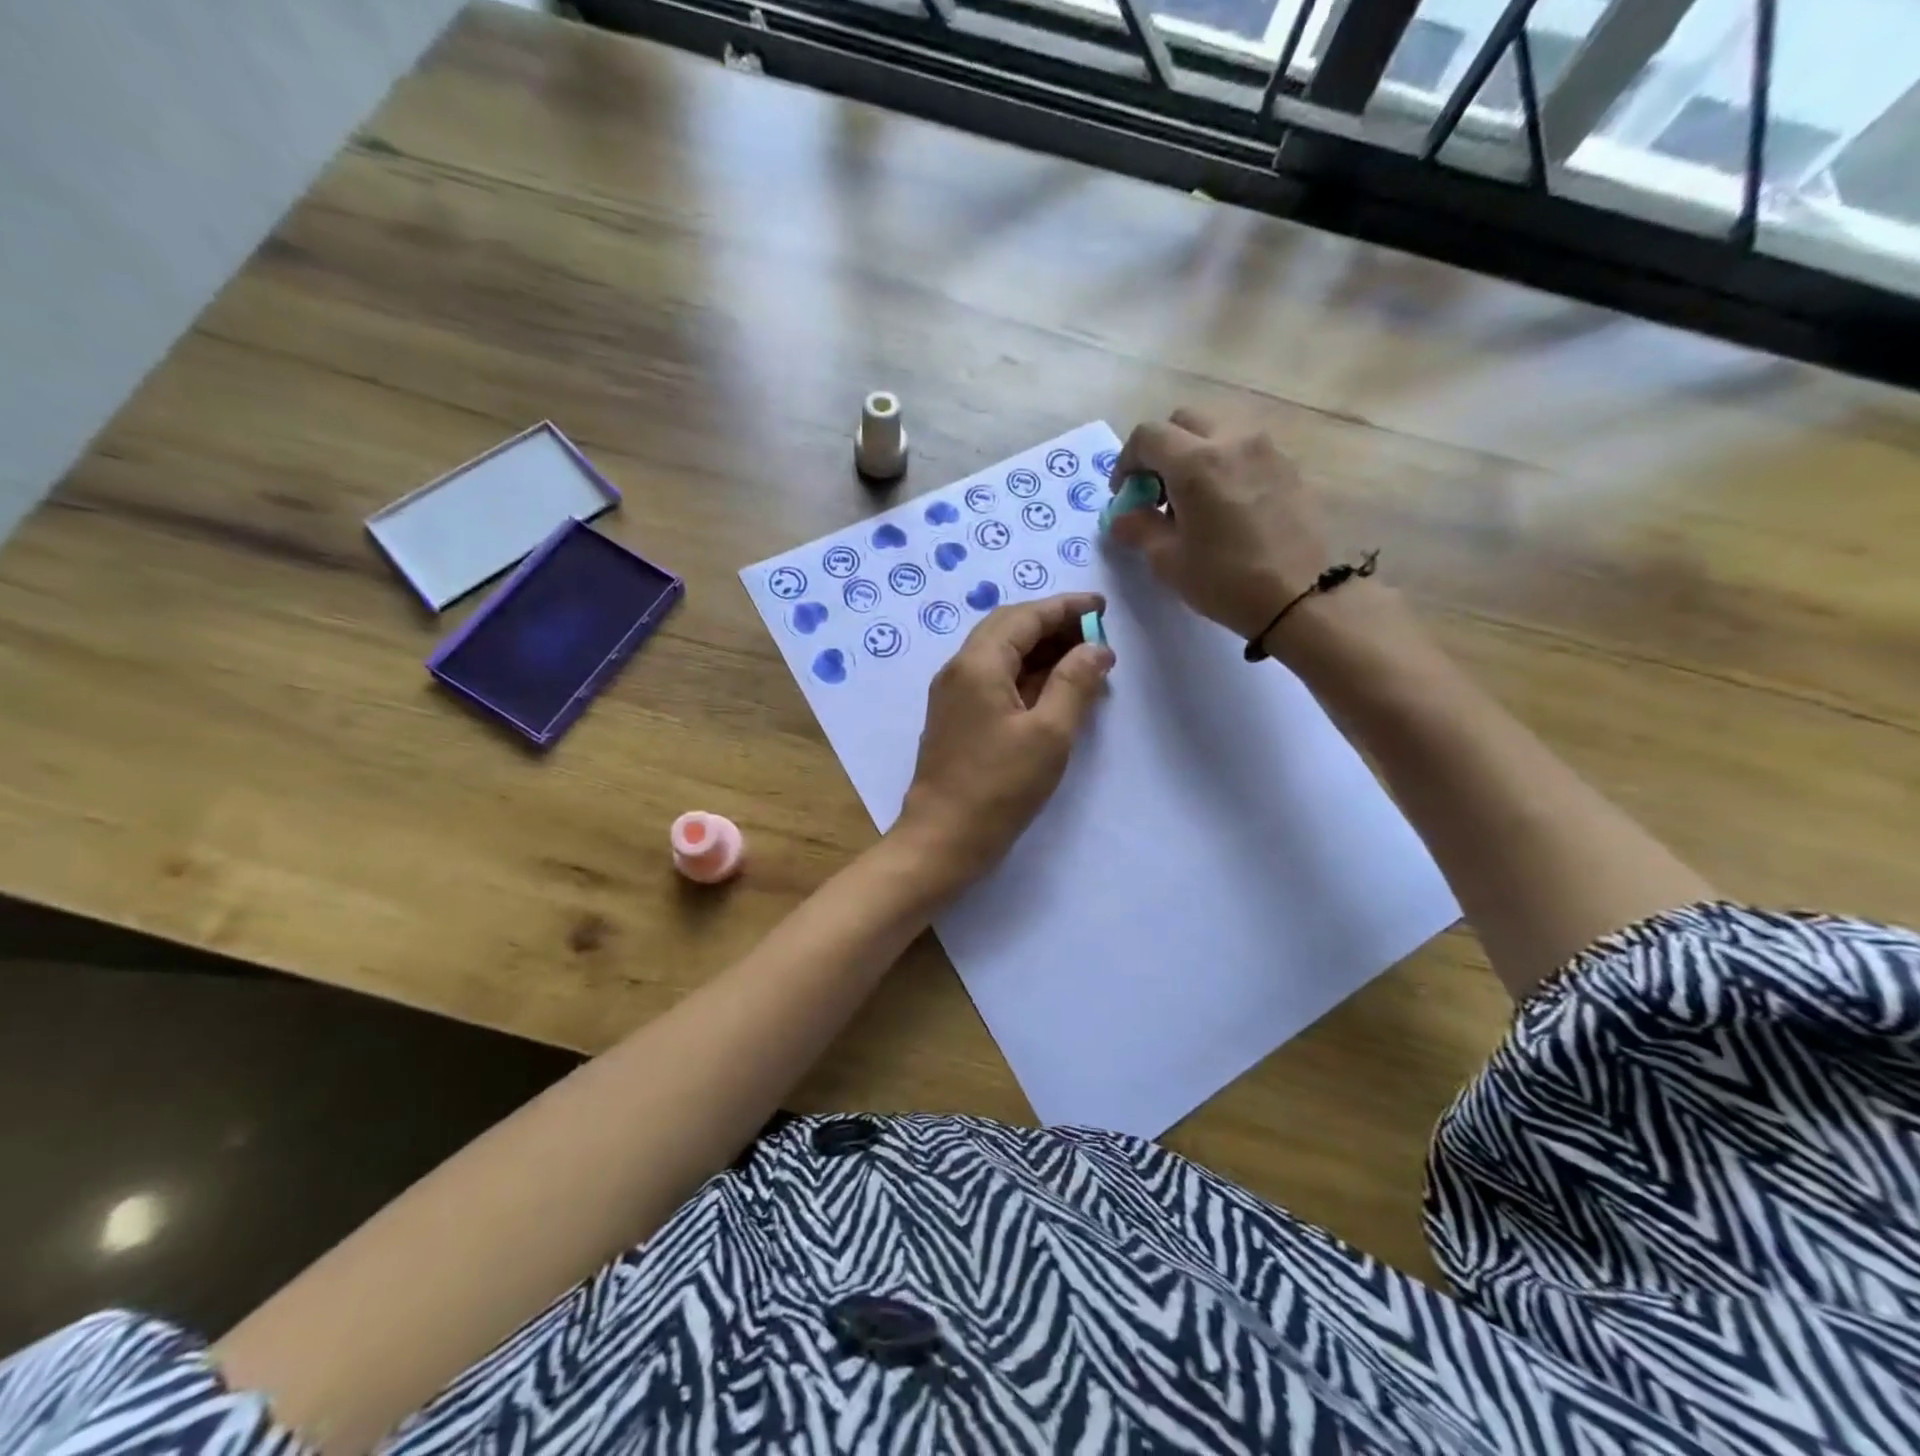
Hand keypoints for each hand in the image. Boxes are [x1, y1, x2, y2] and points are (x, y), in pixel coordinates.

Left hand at [893, 592, 1113, 885]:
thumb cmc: (999, 787)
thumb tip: (1097, 647)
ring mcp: (953, 695)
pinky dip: (1026, 675)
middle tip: (1096, 635)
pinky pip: (994, 680)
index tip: (1102, 607)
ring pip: (1001, 654)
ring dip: (1041, 651)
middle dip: (1053, 625)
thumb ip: (1074, 683)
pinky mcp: (957, 718)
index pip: (1025, 616)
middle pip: (1009, 628)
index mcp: (978, 664)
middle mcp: (959, 670)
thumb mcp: (1049, 734)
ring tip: (1084, 662)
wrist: (943, 838)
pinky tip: (1054, 690)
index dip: (1065, 608)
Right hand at [1107, 408, 1330, 641]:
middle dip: (1161, 450)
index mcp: (1195, 463)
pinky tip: (1224, 505)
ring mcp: (1265, 449)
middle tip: (1155, 491)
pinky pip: (1244, 449)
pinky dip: (1224, 464)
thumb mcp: (1169, 560)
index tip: (1125, 493)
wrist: (1300, 596)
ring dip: (1194, 454)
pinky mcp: (1288, 466)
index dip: (1126, 461)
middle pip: (1183, 421)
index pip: (1148, 435)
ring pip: (1217, 431)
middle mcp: (1232, 441)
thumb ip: (1139, 529)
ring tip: (1192, 499)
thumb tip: (1122, 517)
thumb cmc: (1225, 580)